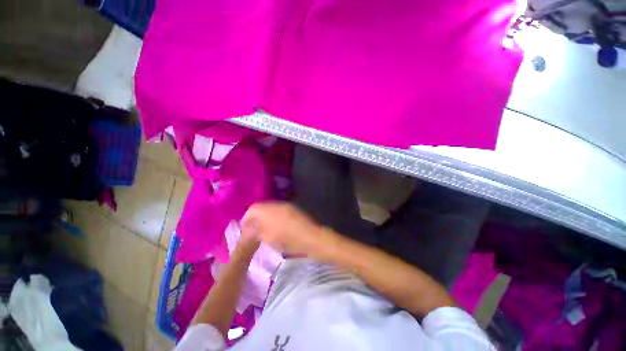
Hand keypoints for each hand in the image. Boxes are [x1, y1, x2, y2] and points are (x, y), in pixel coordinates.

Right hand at [241, 202, 324, 255]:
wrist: (312, 237)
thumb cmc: (289, 240)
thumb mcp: (269, 239)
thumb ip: (256, 232)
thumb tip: (249, 229)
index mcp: (270, 210)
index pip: (253, 209)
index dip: (246, 219)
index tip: (244, 229)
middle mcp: (278, 204)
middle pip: (261, 207)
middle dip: (255, 217)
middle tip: (253, 230)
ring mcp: (287, 206)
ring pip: (270, 208)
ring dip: (264, 217)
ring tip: (263, 229)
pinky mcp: (294, 209)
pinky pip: (279, 210)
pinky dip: (273, 217)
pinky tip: (275, 226)